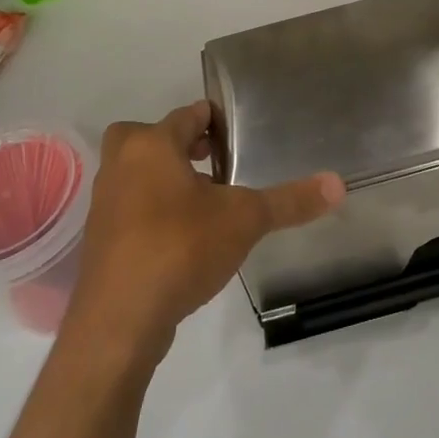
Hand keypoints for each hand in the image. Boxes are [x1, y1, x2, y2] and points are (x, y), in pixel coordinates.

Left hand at [65, 101, 344, 363]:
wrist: (118, 321)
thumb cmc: (180, 248)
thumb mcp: (244, 220)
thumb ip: (289, 201)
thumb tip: (338, 184)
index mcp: (151, 146)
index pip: (186, 115)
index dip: (212, 119)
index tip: (236, 133)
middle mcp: (121, 166)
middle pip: (147, 139)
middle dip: (179, 145)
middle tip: (211, 160)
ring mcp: (105, 205)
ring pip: (136, 175)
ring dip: (164, 179)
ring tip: (204, 201)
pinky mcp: (100, 242)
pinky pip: (130, 210)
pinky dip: (152, 212)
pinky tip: (182, 238)